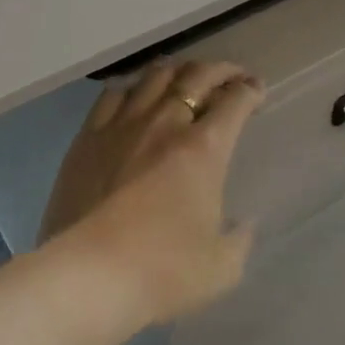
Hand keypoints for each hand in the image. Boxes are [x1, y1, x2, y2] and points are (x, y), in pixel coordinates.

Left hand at [39, 60, 264, 325]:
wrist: (89, 274)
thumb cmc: (162, 272)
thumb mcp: (221, 268)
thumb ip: (238, 240)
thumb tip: (243, 224)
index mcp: (203, 149)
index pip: (234, 102)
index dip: (250, 90)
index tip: (256, 90)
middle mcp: (165, 123)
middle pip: (196, 76)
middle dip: (221, 70)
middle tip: (232, 76)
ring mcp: (122, 125)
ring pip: (154, 76)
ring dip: (178, 71)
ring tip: (185, 77)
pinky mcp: (88, 136)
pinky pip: (112, 95)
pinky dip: (132, 88)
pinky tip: (135, 95)